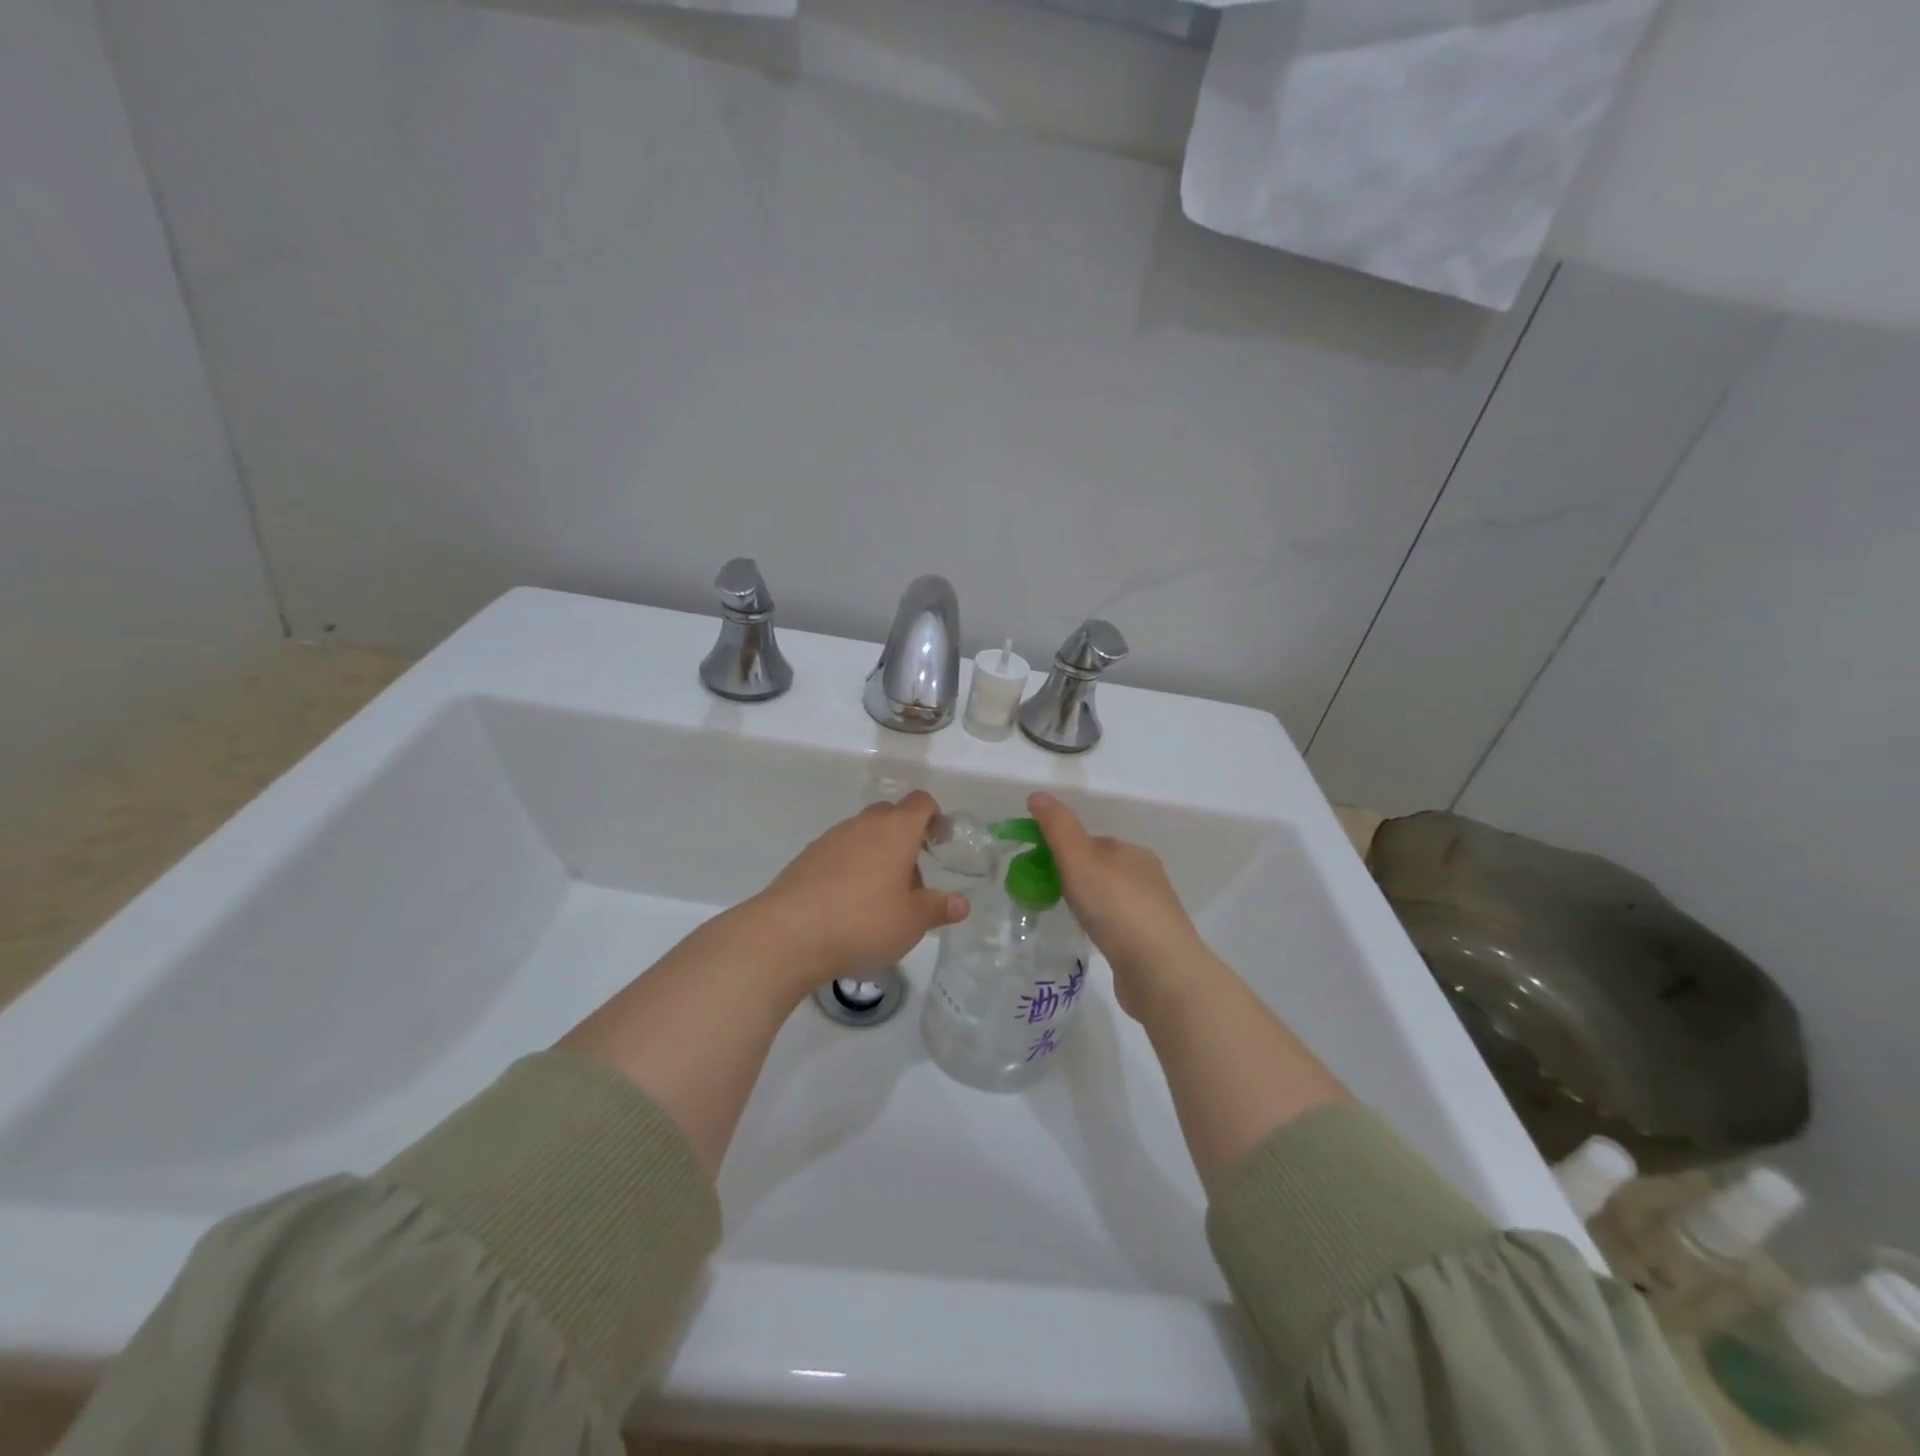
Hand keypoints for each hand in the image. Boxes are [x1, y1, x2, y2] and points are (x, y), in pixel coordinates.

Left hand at [741, 790, 967, 988]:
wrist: (788, 934)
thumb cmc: (863, 922)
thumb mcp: (912, 922)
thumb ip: (939, 908)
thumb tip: (961, 903)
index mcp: (895, 830)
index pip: (921, 802)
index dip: (935, 817)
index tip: (940, 842)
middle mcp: (862, 825)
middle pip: (890, 815)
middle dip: (905, 838)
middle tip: (912, 877)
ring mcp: (830, 839)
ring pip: (862, 835)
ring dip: (876, 855)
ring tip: (879, 897)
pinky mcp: (805, 858)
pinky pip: (838, 853)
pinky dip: (849, 868)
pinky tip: (847, 904)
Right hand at [1028, 791, 1209, 1022]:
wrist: (1160, 971)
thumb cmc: (1117, 908)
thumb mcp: (1080, 859)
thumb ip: (1058, 828)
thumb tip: (1038, 796)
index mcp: (1133, 852)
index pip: (1092, 842)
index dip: (1064, 850)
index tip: (1038, 868)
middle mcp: (1147, 877)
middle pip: (1101, 869)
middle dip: (1074, 878)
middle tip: (1045, 895)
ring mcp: (1152, 912)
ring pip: (1110, 898)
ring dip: (1089, 903)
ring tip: (1065, 918)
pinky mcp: (1152, 944)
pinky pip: (1118, 925)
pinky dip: (1101, 927)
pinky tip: (1091, 940)